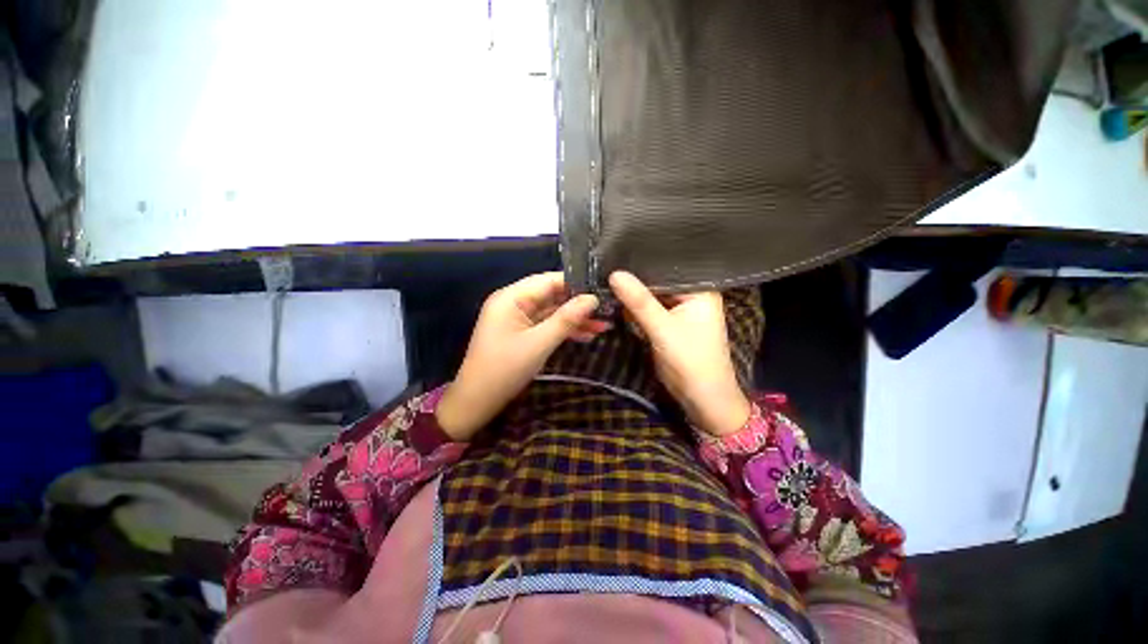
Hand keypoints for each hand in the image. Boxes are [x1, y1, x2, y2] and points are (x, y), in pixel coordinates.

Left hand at [436, 272, 609, 440]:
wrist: (477, 402)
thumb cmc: (505, 370)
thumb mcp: (539, 343)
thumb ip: (566, 319)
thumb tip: (593, 298)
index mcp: (511, 298)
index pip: (548, 280)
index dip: (576, 284)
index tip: (602, 289)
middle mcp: (513, 302)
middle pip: (551, 295)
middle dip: (578, 304)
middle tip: (607, 309)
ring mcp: (517, 318)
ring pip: (551, 311)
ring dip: (575, 319)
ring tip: (604, 325)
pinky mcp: (521, 332)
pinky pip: (546, 325)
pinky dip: (564, 330)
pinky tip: (587, 335)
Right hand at [609, 271, 750, 435]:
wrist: (701, 398)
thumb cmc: (691, 360)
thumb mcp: (663, 328)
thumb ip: (639, 301)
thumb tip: (614, 273)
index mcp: (700, 289)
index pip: (669, 267)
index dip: (644, 261)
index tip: (617, 252)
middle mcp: (691, 295)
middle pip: (659, 281)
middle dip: (636, 278)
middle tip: (607, 263)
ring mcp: (679, 310)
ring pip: (652, 295)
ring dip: (633, 293)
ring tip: (606, 275)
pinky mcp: (669, 323)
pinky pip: (649, 308)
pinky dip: (635, 307)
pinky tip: (616, 297)